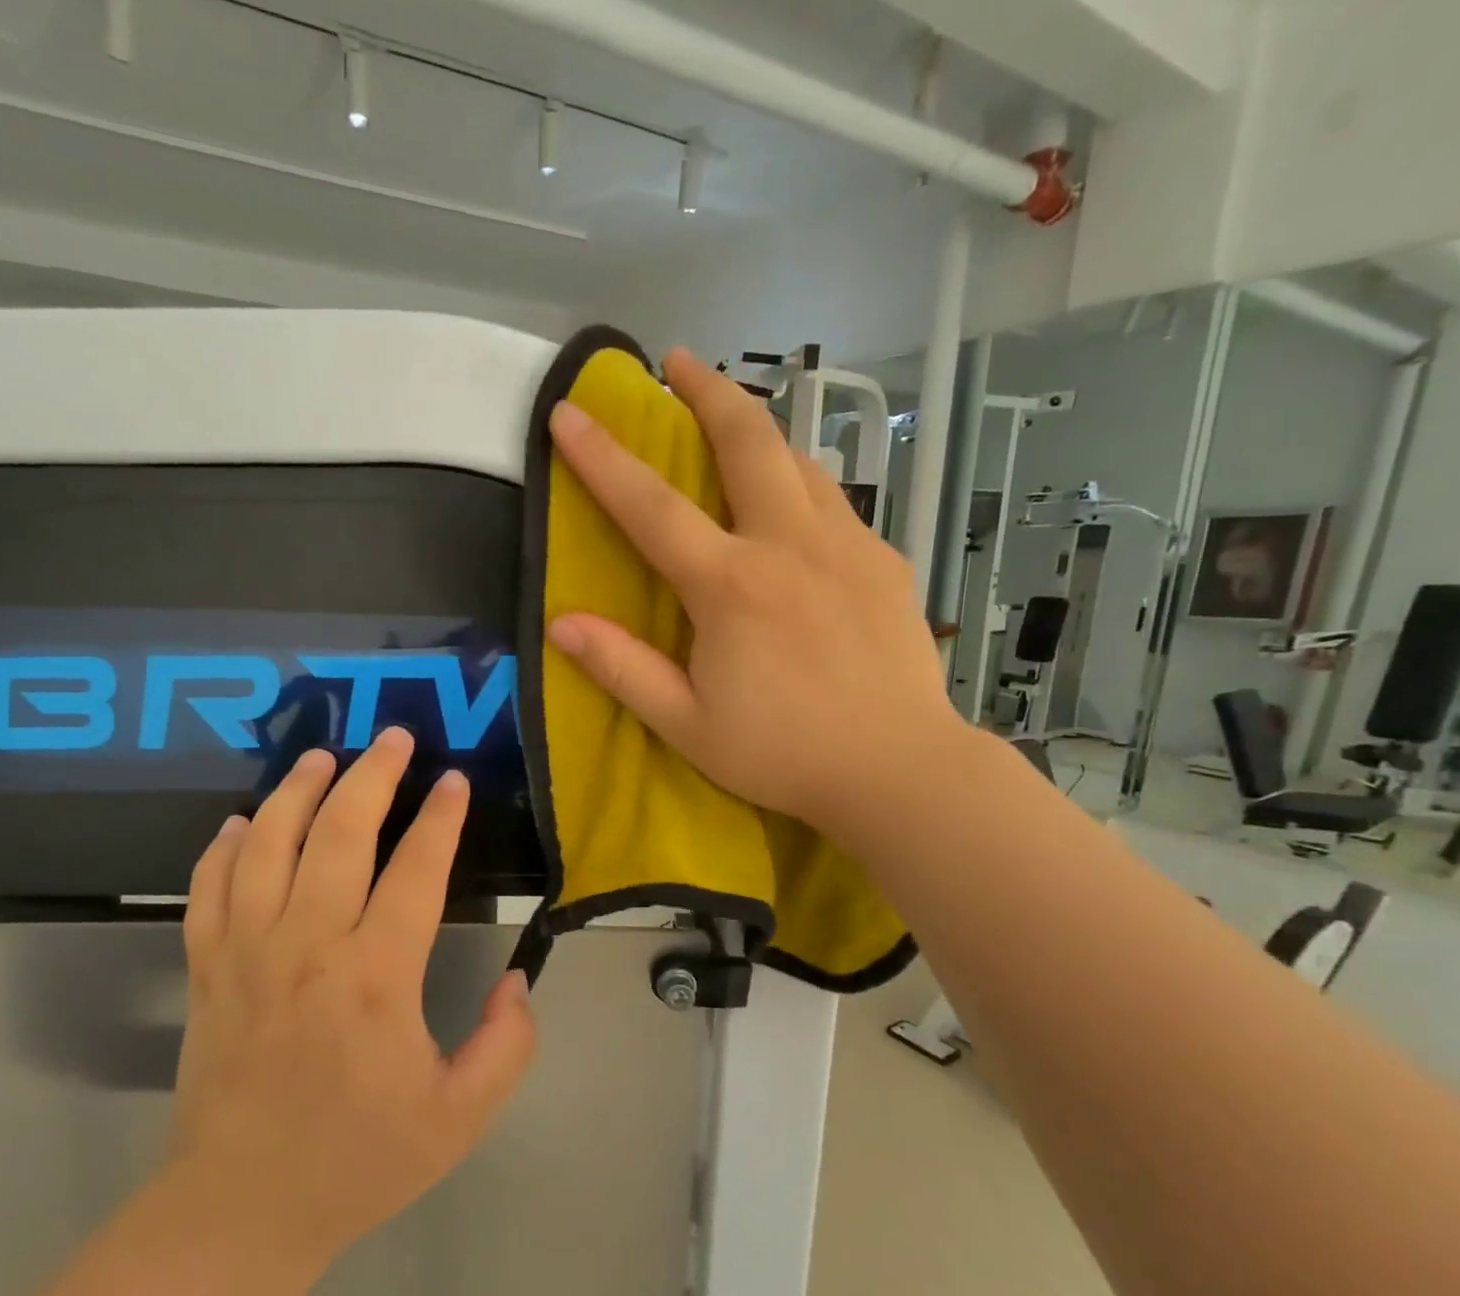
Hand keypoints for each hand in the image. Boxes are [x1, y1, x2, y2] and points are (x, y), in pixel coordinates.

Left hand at [168, 727, 536, 1268]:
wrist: (241, 1211)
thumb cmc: (357, 1162)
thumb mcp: (458, 1119)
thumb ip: (506, 1046)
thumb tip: (518, 980)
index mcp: (374, 977)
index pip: (415, 871)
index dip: (440, 819)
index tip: (454, 781)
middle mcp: (307, 946)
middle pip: (340, 835)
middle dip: (373, 776)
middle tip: (393, 738)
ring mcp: (246, 951)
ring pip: (268, 844)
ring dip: (296, 792)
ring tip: (322, 757)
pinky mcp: (206, 967)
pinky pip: (208, 887)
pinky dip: (223, 846)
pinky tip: (242, 822)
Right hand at [545, 347, 960, 843]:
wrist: (898, 770)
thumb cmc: (782, 753)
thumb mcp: (686, 724)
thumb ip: (622, 669)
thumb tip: (561, 624)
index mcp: (730, 586)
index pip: (651, 507)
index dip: (602, 457)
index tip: (568, 412)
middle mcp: (788, 546)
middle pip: (748, 441)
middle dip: (708, 390)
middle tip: (678, 361)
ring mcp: (845, 545)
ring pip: (797, 460)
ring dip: (758, 428)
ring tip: (730, 422)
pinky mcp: (882, 560)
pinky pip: (831, 500)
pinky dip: (798, 482)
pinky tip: (789, 504)